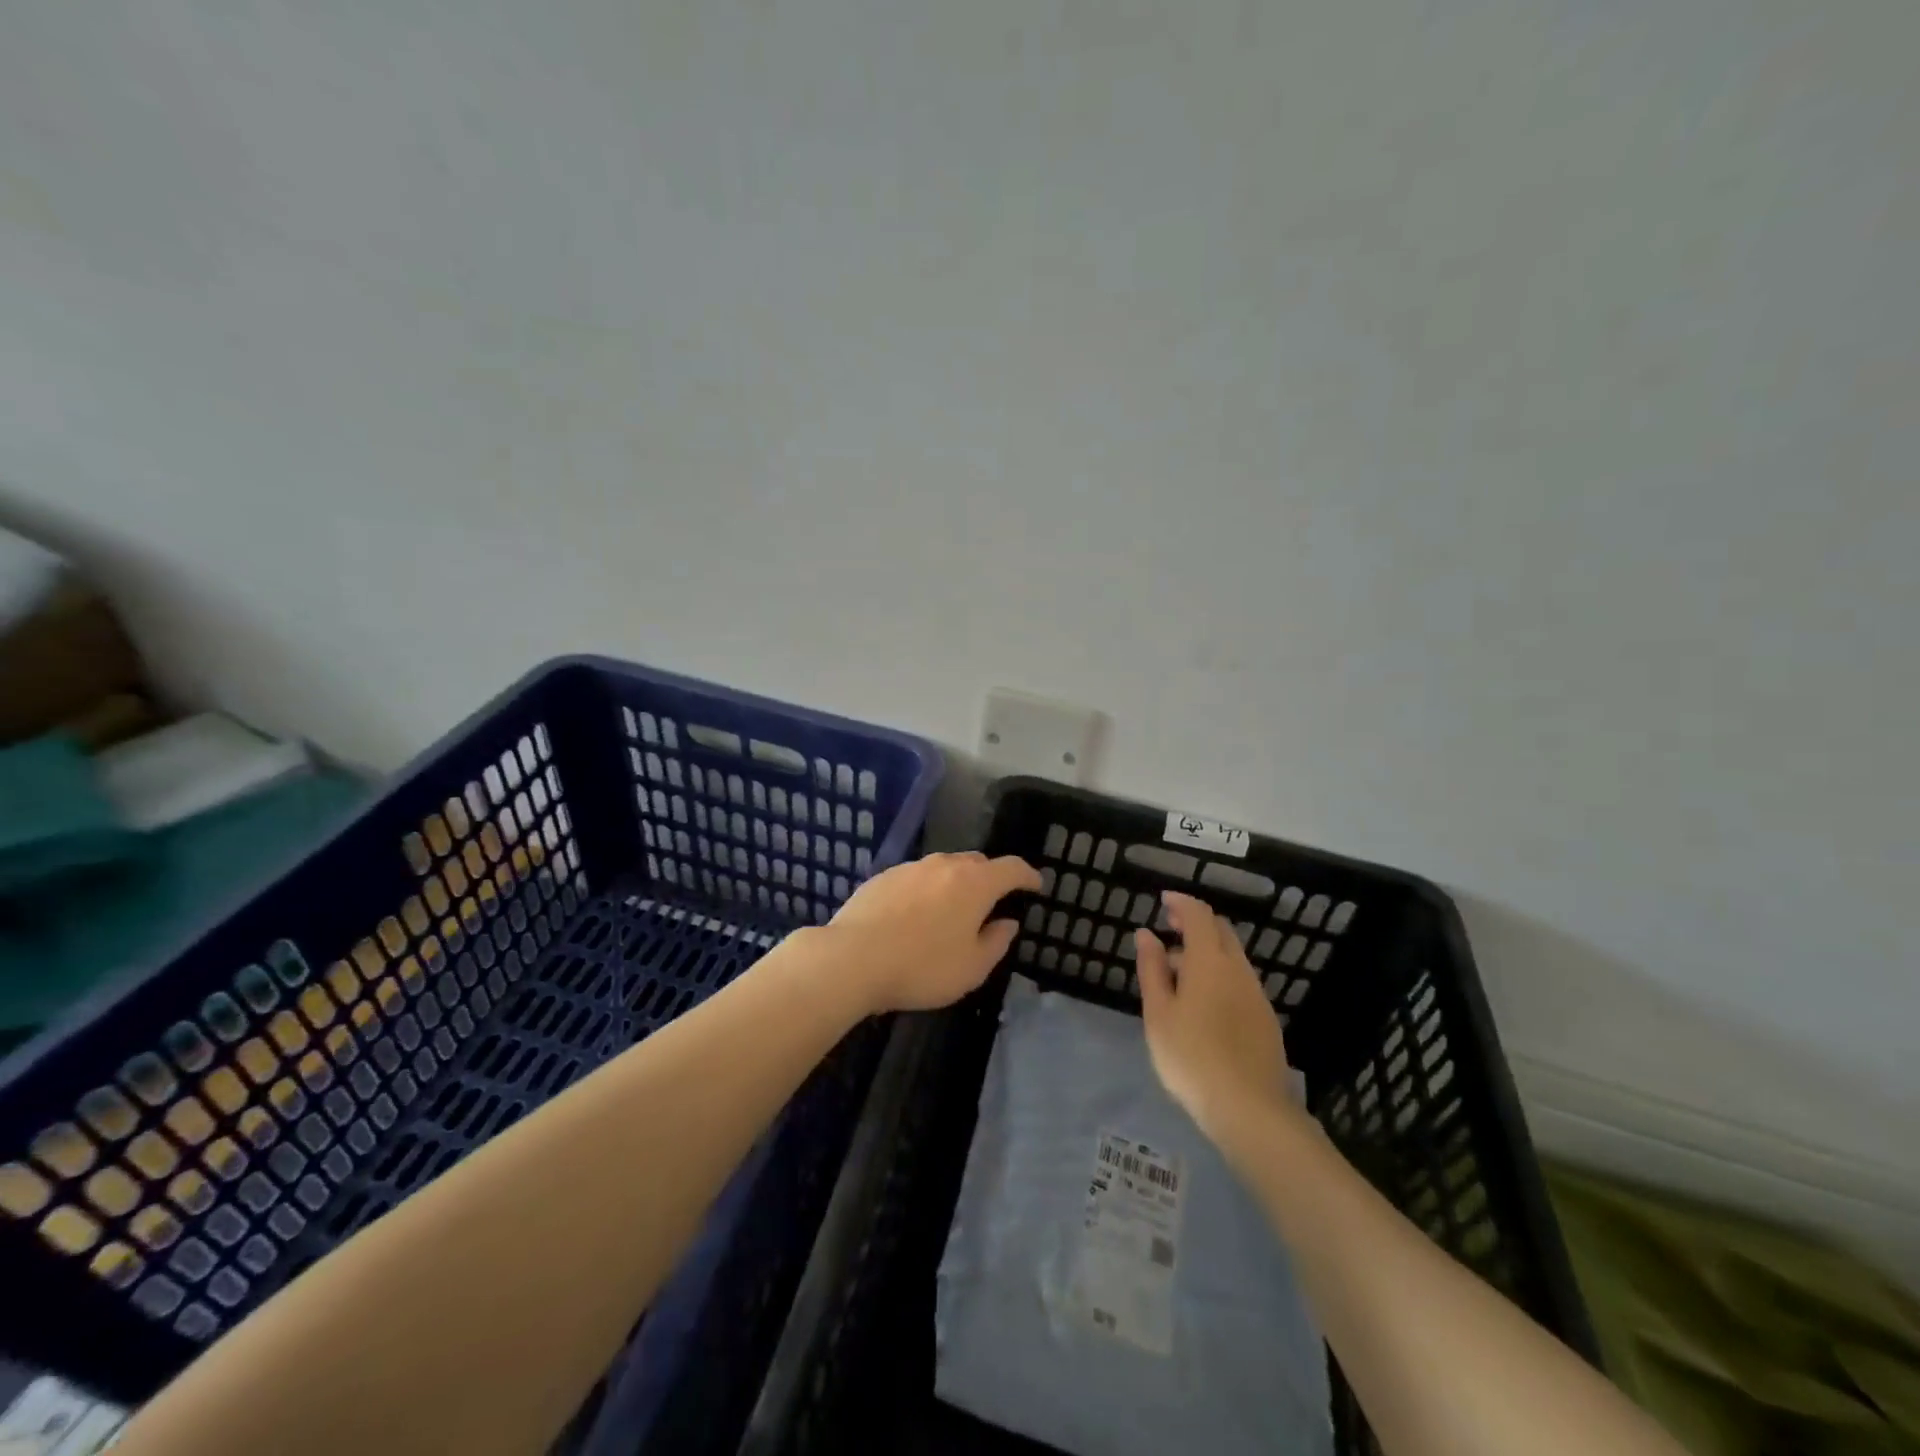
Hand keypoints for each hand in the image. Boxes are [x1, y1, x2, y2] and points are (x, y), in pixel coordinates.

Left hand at [826, 852, 1041, 1013]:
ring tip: (952, 909)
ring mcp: (911, 867)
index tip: (1036, 885)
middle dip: (990, 878)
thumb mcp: (972, 968)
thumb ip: (996, 942)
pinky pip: (915, 878)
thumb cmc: (922, 967)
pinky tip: (915, 915)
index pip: (1012, 868)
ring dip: (955, 883)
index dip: (1028, 875)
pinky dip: (925, 890)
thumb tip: (1007, 922)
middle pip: (977, 862)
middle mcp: (945, 865)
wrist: (852, 958)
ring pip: (943, 868)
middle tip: (993, 901)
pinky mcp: (883, 877)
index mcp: (975, 883)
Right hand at [1135, 892, 1300, 1150]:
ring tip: (1179, 972)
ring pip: (1233, 957)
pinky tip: (1204, 1002)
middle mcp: (1238, 969)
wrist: (1249, 1109)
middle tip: (1169, 930)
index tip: (1163, 901)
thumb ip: (1152, 969)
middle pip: (1221, 931)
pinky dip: (1220, 974)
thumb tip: (1146, 934)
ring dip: (1207, 951)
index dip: (1181, 903)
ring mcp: (1256, 994)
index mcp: (1209, 961)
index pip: (1199, 915)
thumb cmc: (1191, 1056)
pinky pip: (1240, 980)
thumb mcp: (1158, 1013)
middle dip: (1196, 923)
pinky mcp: (1266, 1019)